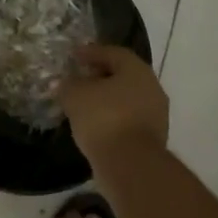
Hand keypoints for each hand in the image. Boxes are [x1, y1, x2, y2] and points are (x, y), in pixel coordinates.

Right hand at [59, 43, 168, 161]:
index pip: (113, 53)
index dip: (91, 53)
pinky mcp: (152, 139)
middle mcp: (152, 88)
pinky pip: (128, 120)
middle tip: (79, 78)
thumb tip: (61, 83)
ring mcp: (156, 115)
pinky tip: (94, 125)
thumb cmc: (104, 118)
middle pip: (123, 76)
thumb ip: (67, 85)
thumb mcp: (75, 96)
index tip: (73, 56)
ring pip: (126, 99)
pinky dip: (112, 119)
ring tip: (83, 105)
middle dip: (100, 76)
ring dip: (106, 99)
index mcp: (137, 70)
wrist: (130, 164)